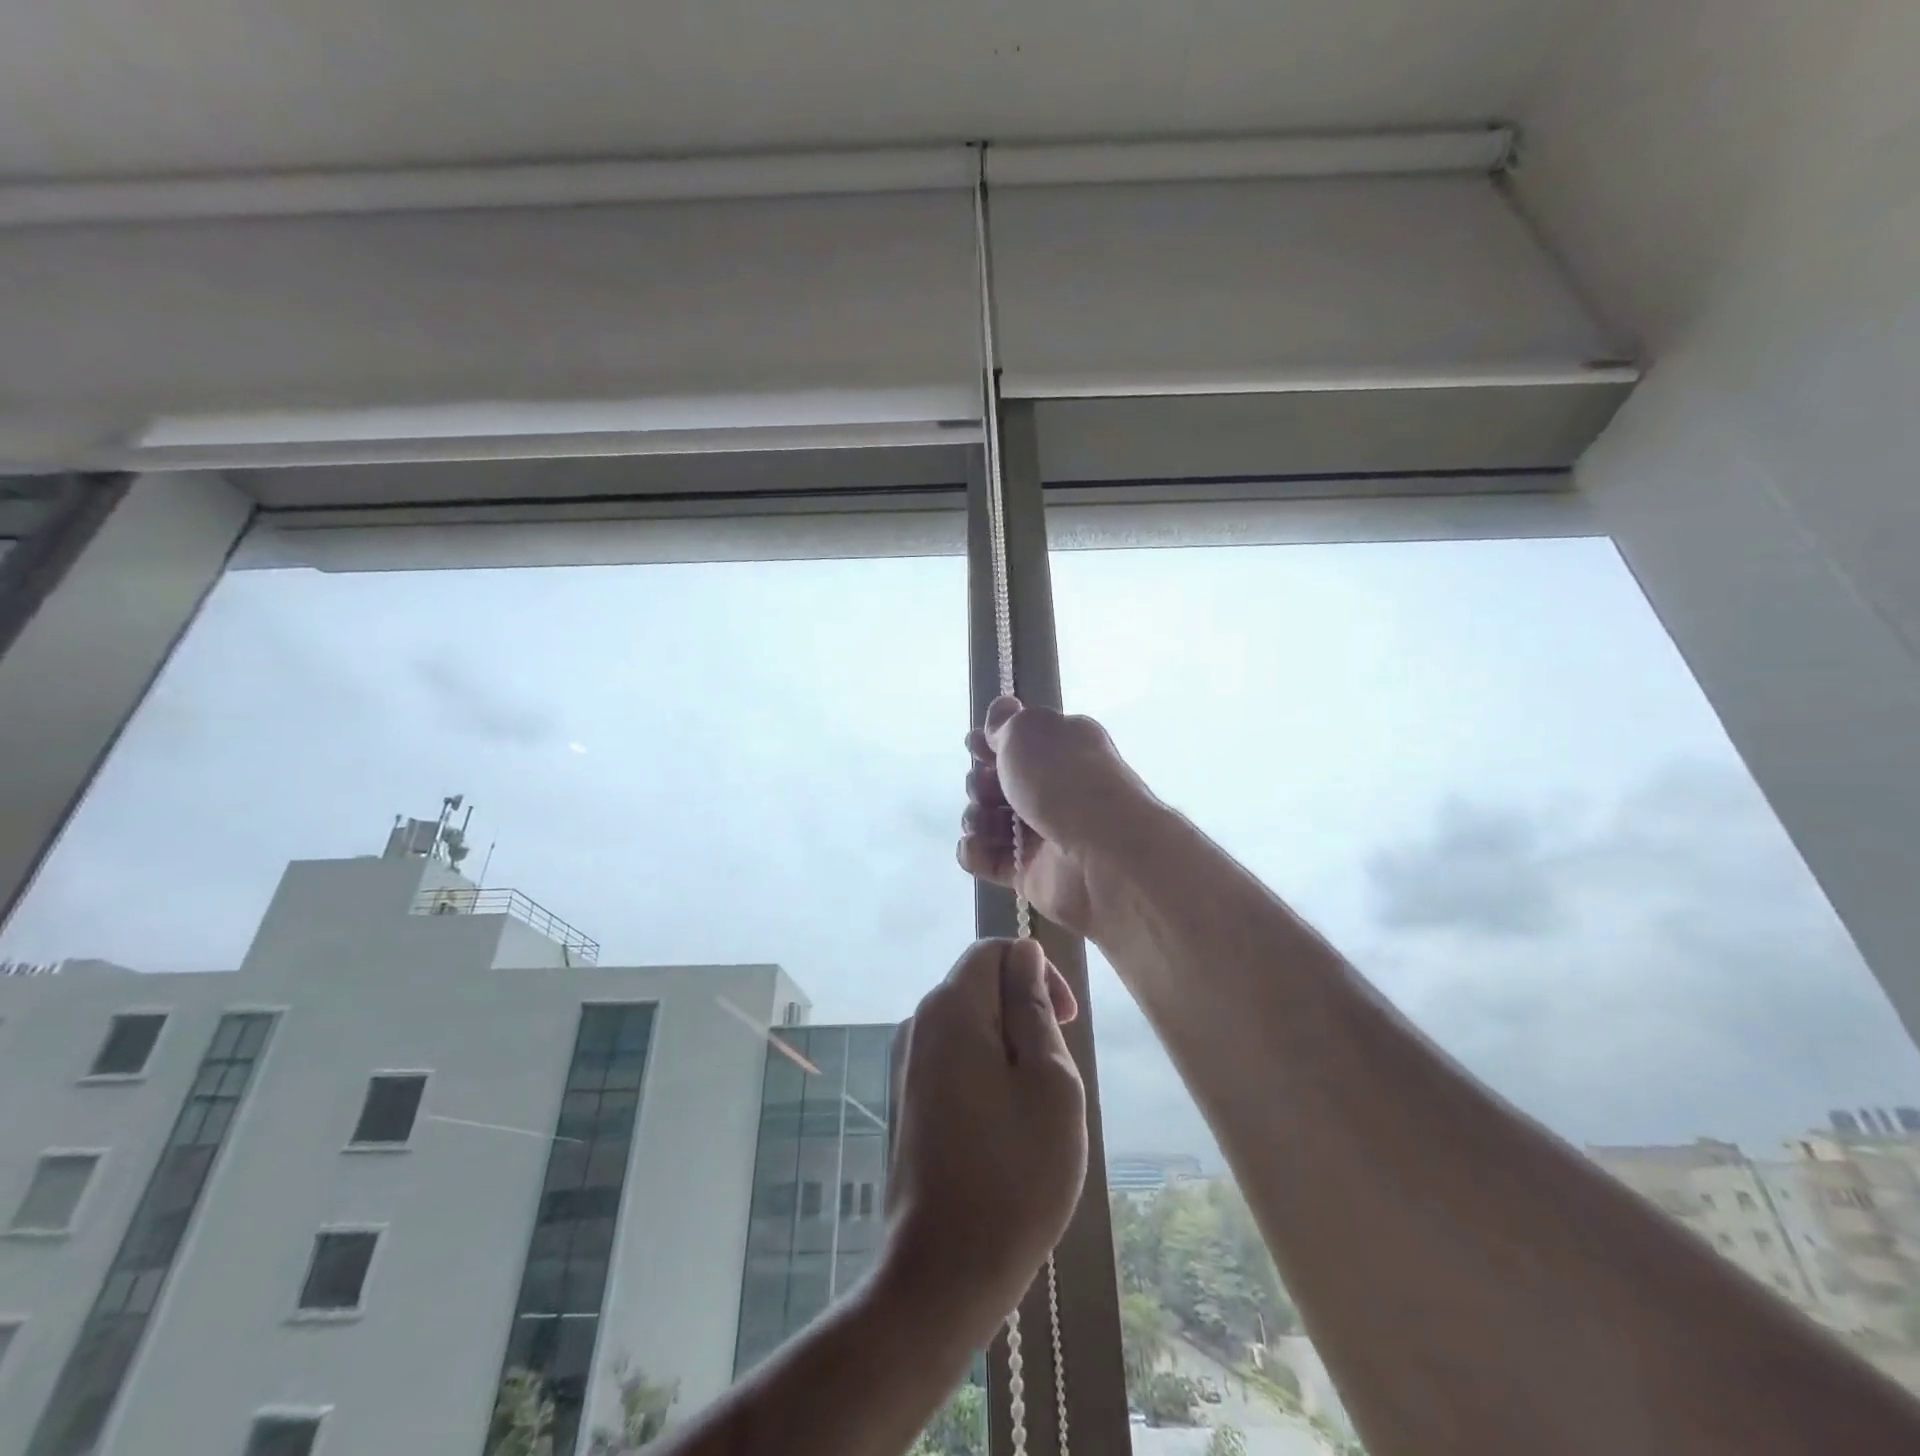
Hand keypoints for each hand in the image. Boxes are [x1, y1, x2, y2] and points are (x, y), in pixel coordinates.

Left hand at [882, 938, 1087, 1338]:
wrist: (942, 1273)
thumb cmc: (1014, 1176)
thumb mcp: (1050, 1083)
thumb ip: (1035, 1009)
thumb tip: (1024, 954)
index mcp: (949, 1009)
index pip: (994, 950)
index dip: (1038, 972)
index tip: (1068, 1022)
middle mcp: (917, 1023)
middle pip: (979, 985)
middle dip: (1024, 1013)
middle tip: (1055, 1075)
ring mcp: (905, 1062)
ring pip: (968, 1024)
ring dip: (1008, 1047)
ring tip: (1033, 1107)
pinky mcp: (905, 1097)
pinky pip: (952, 1057)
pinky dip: (985, 1070)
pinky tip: (1003, 1127)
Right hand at [959, 696, 1152, 936]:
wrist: (1102, 855)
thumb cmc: (1063, 781)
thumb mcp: (1028, 732)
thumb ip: (1006, 722)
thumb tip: (1002, 706)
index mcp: (1064, 749)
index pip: (1020, 743)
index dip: (991, 742)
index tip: (974, 745)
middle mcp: (1056, 790)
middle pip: (999, 784)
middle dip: (980, 783)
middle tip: (985, 789)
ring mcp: (1043, 834)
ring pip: (990, 822)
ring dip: (976, 818)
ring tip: (983, 822)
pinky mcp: (1031, 873)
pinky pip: (990, 860)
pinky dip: (976, 853)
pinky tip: (976, 847)